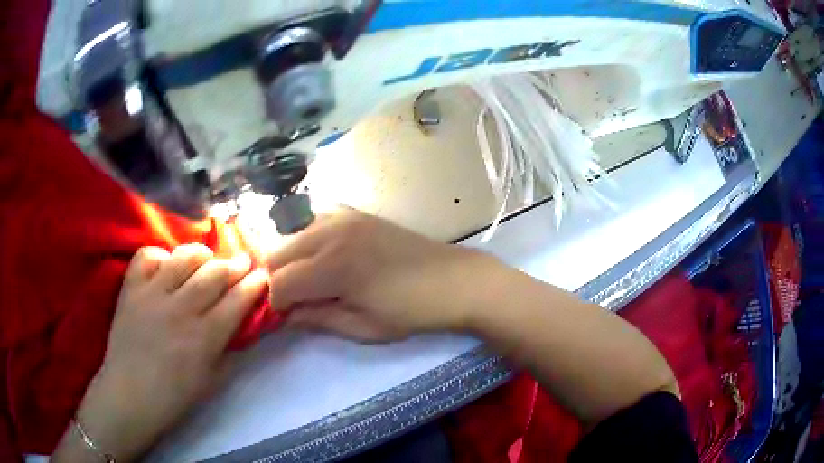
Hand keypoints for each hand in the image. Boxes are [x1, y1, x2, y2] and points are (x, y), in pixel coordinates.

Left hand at [55, 244, 267, 461]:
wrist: (130, 395)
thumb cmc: (174, 396)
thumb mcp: (211, 380)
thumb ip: (228, 349)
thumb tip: (241, 324)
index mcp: (204, 338)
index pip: (237, 301)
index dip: (254, 285)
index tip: (263, 276)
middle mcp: (181, 309)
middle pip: (214, 273)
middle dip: (234, 265)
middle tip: (242, 263)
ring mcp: (153, 294)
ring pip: (184, 258)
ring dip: (202, 255)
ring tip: (207, 259)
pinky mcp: (131, 288)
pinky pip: (148, 255)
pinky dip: (161, 256)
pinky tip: (166, 267)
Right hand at [265, 208, 497, 341]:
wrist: (455, 280)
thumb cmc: (411, 311)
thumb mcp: (363, 327)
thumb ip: (318, 319)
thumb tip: (287, 316)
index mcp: (333, 266)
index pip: (280, 282)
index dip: (277, 303)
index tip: (287, 316)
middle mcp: (331, 233)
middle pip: (278, 253)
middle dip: (279, 280)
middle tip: (297, 300)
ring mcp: (343, 217)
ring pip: (292, 235)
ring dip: (292, 259)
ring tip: (311, 281)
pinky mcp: (356, 213)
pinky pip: (315, 223)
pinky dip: (309, 241)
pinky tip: (327, 259)